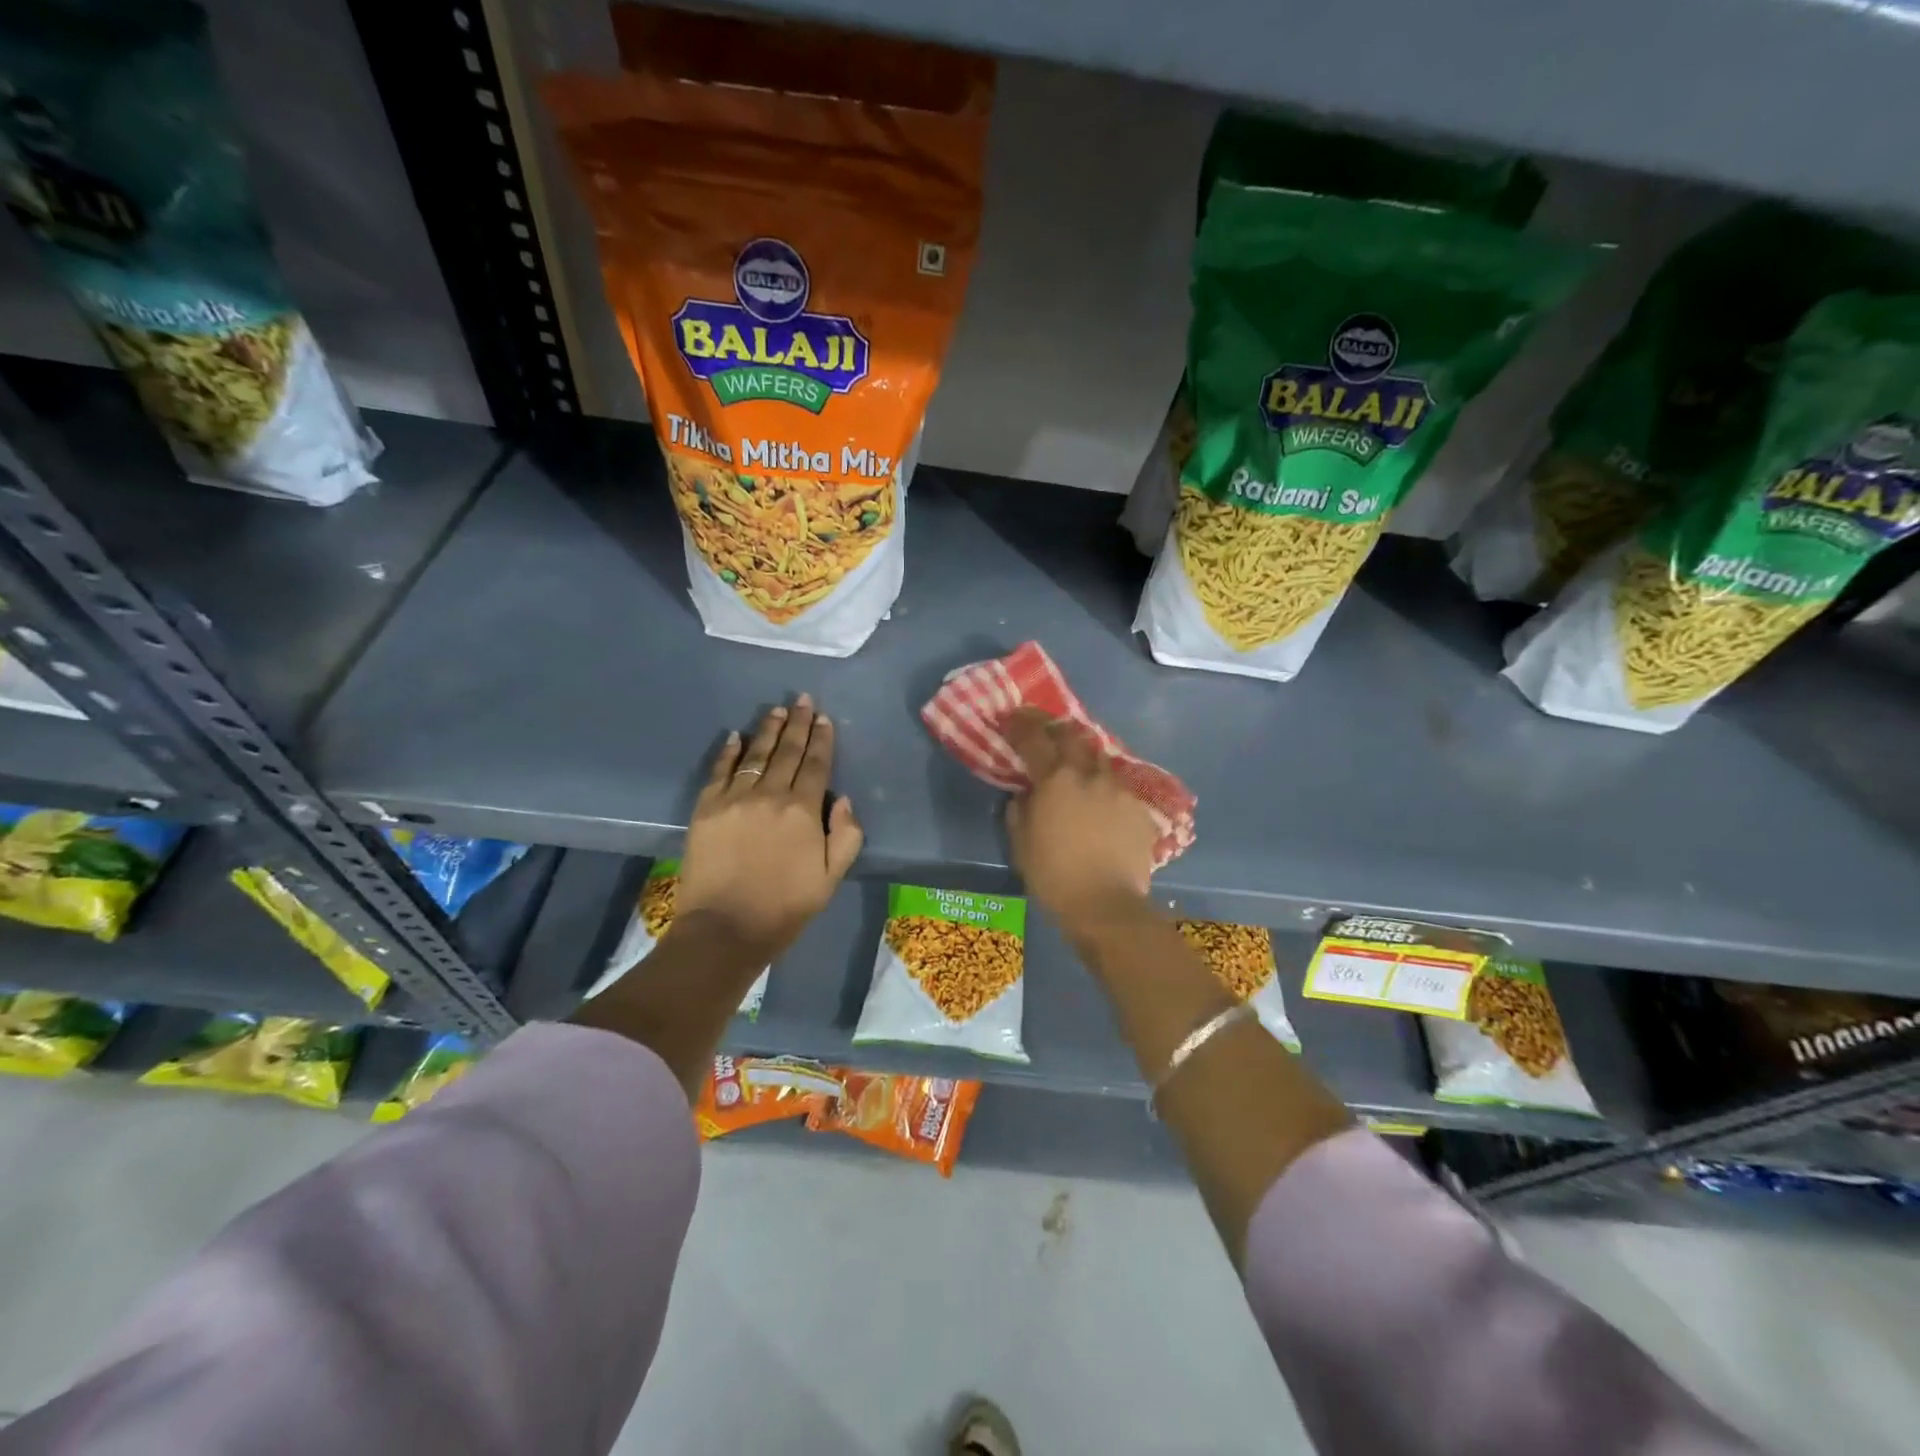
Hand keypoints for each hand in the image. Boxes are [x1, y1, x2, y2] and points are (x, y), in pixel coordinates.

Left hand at [675, 695, 862, 959]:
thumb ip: (846, 836)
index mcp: (803, 811)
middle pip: (787, 752)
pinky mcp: (706, 809)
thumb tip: (843, 800)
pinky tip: (735, 736)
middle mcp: (770, 795)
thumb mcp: (831, 878)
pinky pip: (719, 771)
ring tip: (776, 710)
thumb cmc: (785, 908)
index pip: (816, 765)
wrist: (724, 929)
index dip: (822, 740)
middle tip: (803, 700)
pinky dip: (728, 752)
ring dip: (767, 730)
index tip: (824, 718)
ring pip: (755, 755)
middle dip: (798, 724)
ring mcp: (734, 799)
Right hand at [1004, 708, 1157, 930]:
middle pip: (1074, 735)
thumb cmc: (1053, 876)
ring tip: (1078, 769)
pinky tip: (1103, 806)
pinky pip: (1119, 789)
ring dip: (1085, 757)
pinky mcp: (1140, 809)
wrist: (1106, 905)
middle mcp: (1090, 775)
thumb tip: (1025, 793)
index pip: (1034, 738)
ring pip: (1101, 759)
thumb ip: (1020, 810)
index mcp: (1055, 780)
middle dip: (1057, 729)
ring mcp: (1119, 790)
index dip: (1020, 724)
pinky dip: (1106, 790)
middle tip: (1047, 733)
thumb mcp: (1021, 843)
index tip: (1011, 717)